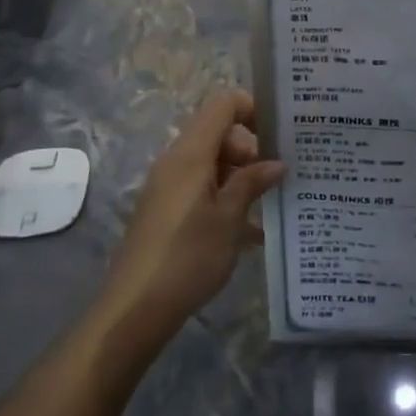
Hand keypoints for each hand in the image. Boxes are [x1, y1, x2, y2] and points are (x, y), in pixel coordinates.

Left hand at [96, 90, 283, 349]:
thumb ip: (252, 183)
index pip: (223, 105)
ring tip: (272, 205)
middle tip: (277, 179)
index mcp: (191, 154)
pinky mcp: (166, 212)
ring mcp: (169, 187)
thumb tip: (276, 163)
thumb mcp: (229, 219)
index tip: (280, 134)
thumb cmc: (187, 257)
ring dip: (241, 178)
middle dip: (252, 150)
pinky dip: (226, 200)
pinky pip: (202, 190)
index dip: (253, 109)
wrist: (134, 310)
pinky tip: (251, 232)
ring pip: (212, 165)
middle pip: (219, 134)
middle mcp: (176, 162)